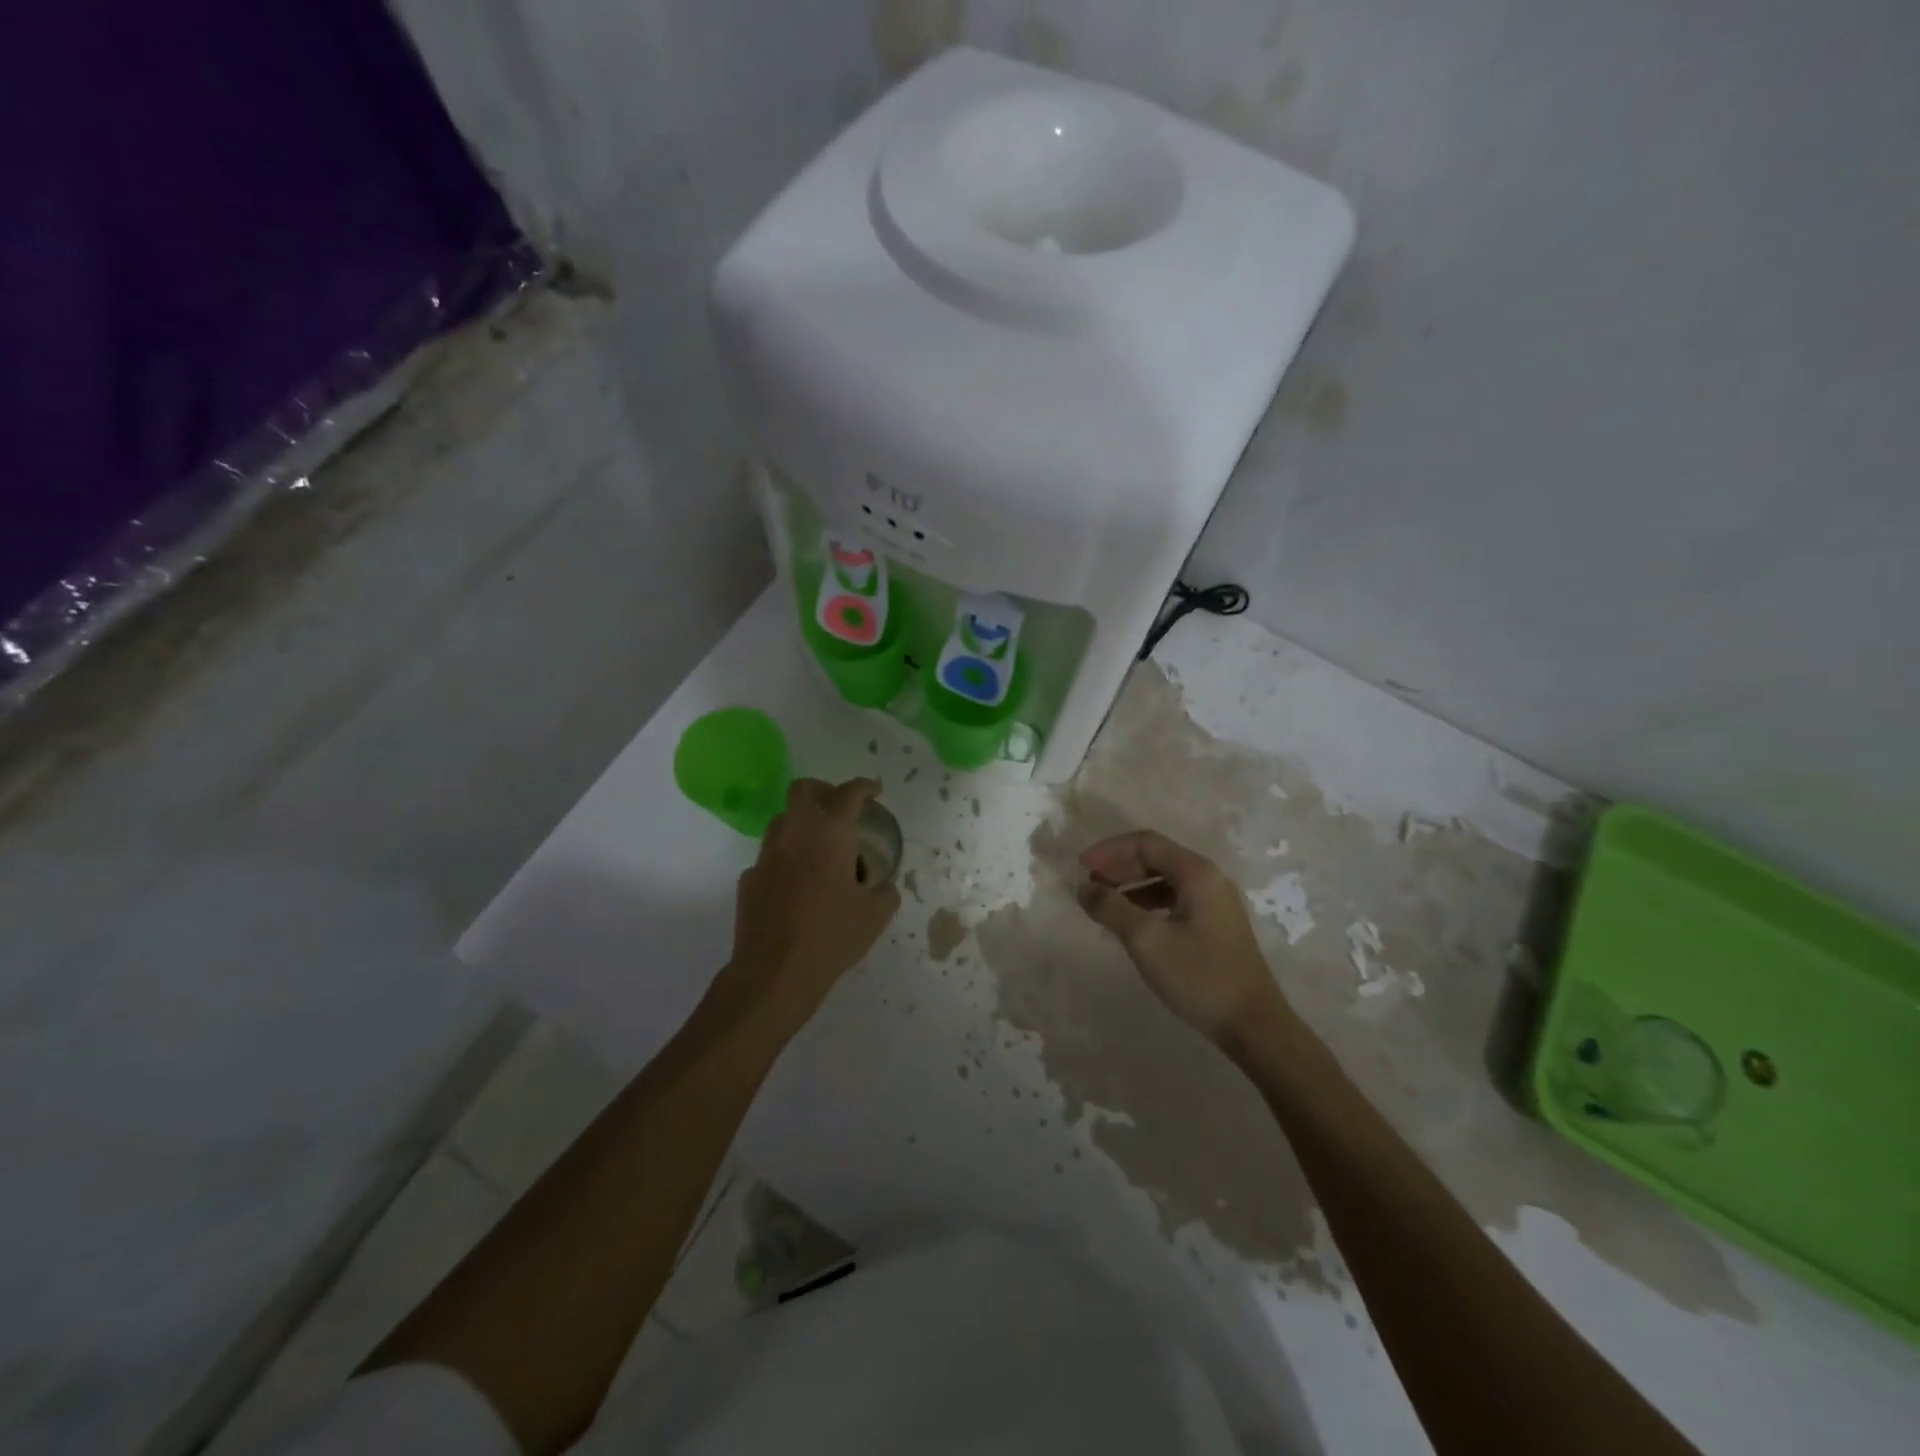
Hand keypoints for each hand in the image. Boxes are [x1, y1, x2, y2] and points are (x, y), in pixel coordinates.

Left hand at [722, 777, 900, 1037]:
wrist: (775, 973)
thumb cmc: (832, 936)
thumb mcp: (875, 916)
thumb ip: (885, 893)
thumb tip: (883, 887)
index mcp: (829, 833)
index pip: (849, 793)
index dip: (865, 787)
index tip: (875, 791)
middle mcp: (794, 833)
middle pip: (803, 790)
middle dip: (824, 791)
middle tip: (840, 808)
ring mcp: (766, 855)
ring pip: (782, 821)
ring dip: (802, 824)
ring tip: (820, 848)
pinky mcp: (749, 880)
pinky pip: (770, 857)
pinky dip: (786, 859)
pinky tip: (798, 885)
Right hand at [1076, 830, 1292, 1046]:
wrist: (1252, 1025)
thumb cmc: (1199, 976)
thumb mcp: (1146, 940)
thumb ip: (1111, 908)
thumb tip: (1084, 887)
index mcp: (1197, 873)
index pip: (1146, 843)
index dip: (1110, 850)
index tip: (1081, 866)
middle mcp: (1210, 878)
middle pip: (1157, 857)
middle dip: (1119, 865)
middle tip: (1089, 883)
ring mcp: (1216, 902)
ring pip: (1165, 879)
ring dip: (1131, 885)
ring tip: (1104, 902)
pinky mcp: (1216, 924)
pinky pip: (1175, 898)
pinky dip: (1147, 902)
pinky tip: (1131, 922)